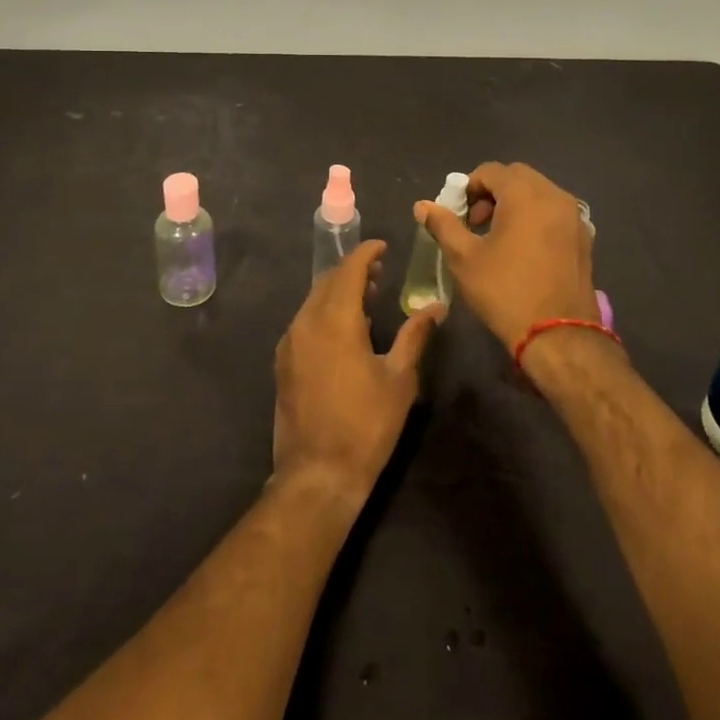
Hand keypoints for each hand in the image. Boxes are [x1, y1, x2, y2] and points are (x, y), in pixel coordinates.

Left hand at [272, 241, 438, 505]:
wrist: (318, 473)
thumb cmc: (366, 424)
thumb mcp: (399, 379)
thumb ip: (415, 336)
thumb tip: (437, 307)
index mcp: (336, 319)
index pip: (349, 270)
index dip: (366, 253)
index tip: (383, 247)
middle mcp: (306, 321)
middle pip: (328, 281)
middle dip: (352, 270)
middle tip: (379, 272)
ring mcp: (290, 342)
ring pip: (313, 300)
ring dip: (337, 291)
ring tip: (366, 298)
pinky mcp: (283, 361)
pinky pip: (304, 321)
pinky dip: (324, 311)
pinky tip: (343, 329)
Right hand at [414, 161, 601, 350]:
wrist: (558, 336)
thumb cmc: (505, 292)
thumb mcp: (464, 258)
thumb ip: (443, 225)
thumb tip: (422, 205)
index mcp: (525, 194)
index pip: (490, 171)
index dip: (468, 187)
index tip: (459, 215)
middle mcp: (554, 195)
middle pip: (517, 177)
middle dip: (492, 193)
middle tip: (476, 223)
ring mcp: (574, 216)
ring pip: (538, 193)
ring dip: (514, 204)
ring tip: (498, 238)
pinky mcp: (584, 237)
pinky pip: (554, 212)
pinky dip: (535, 217)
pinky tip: (523, 250)